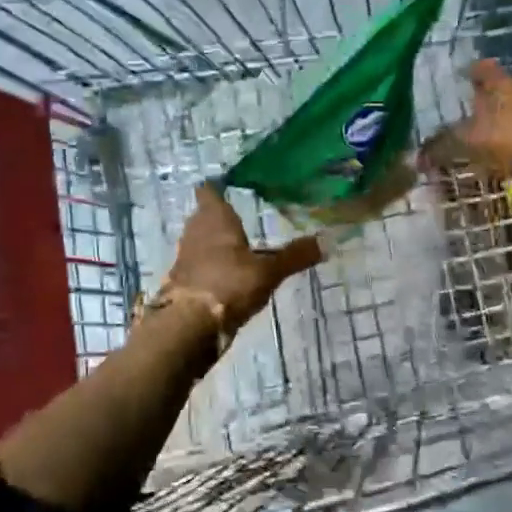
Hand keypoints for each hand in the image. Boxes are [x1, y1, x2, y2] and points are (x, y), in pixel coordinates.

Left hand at [167, 184, 322, 328]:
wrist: (189, 325)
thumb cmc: (229, 284)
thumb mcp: (269, 271)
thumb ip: (296, 256)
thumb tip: (329, 240)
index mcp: (214, 218)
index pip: (208, 190)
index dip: (217, 187)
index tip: (229, 186)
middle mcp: (195, 231)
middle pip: (204, 216)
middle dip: (220, 217)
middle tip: (241, 218)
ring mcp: (185, 257)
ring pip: (200, 241)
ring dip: (215, 244)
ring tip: (238, 248)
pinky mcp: (182, 281)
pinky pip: (198, 265)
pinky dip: (210, 267)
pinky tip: (228, 276)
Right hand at [423, 59, 511, 180]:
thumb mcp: (470, 141)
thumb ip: (442, 146)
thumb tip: (415, 156)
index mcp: (504, 86)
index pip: (484, 70)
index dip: (471, 70)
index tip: (459, 72)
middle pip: (499, 93)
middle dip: (481, 100)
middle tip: (460, 108)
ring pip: (509, 118)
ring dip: (493, 126)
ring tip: (473, 137)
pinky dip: (504, 148)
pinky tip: (493, 159)